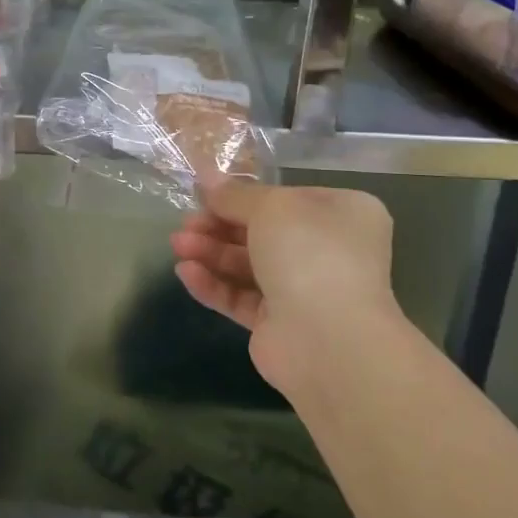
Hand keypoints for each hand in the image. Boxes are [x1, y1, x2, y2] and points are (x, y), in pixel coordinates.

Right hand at [169, 179, 400, 394]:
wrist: (330, 340)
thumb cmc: (309, 253)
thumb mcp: (270, 207)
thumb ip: (234, 195)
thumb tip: (208, 177)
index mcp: (340, 214)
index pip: (285, 198)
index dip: (242, 196)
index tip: (204, 195)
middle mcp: (327, 251)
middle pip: (261, 232)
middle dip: (218, 226)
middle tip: (185, 224)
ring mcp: (305, 290)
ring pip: (248, 265)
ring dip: (210, 253)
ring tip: (177, 246)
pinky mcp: (280, 325)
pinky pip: (242, 298)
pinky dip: (214, 284)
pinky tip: (186, 273)